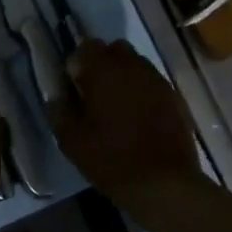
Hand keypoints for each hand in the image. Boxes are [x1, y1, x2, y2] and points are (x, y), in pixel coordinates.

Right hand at [50, 40, 201, 202]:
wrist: (164, 184)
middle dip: (102, 65)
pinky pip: (152, 83)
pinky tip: (137, 118)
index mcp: (104, 71)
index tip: (74, 88)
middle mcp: (133, 66)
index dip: (77, 65)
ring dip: (123, 77)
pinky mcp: (174, 97)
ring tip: (116, 107)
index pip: (86, 47)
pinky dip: (141, 91)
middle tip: (94, 94)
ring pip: (135, 64)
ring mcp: (157, 80)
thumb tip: (58, 95)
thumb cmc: (112, 160)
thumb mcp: (72, 141)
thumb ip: (60, 111)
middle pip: (114, 50)